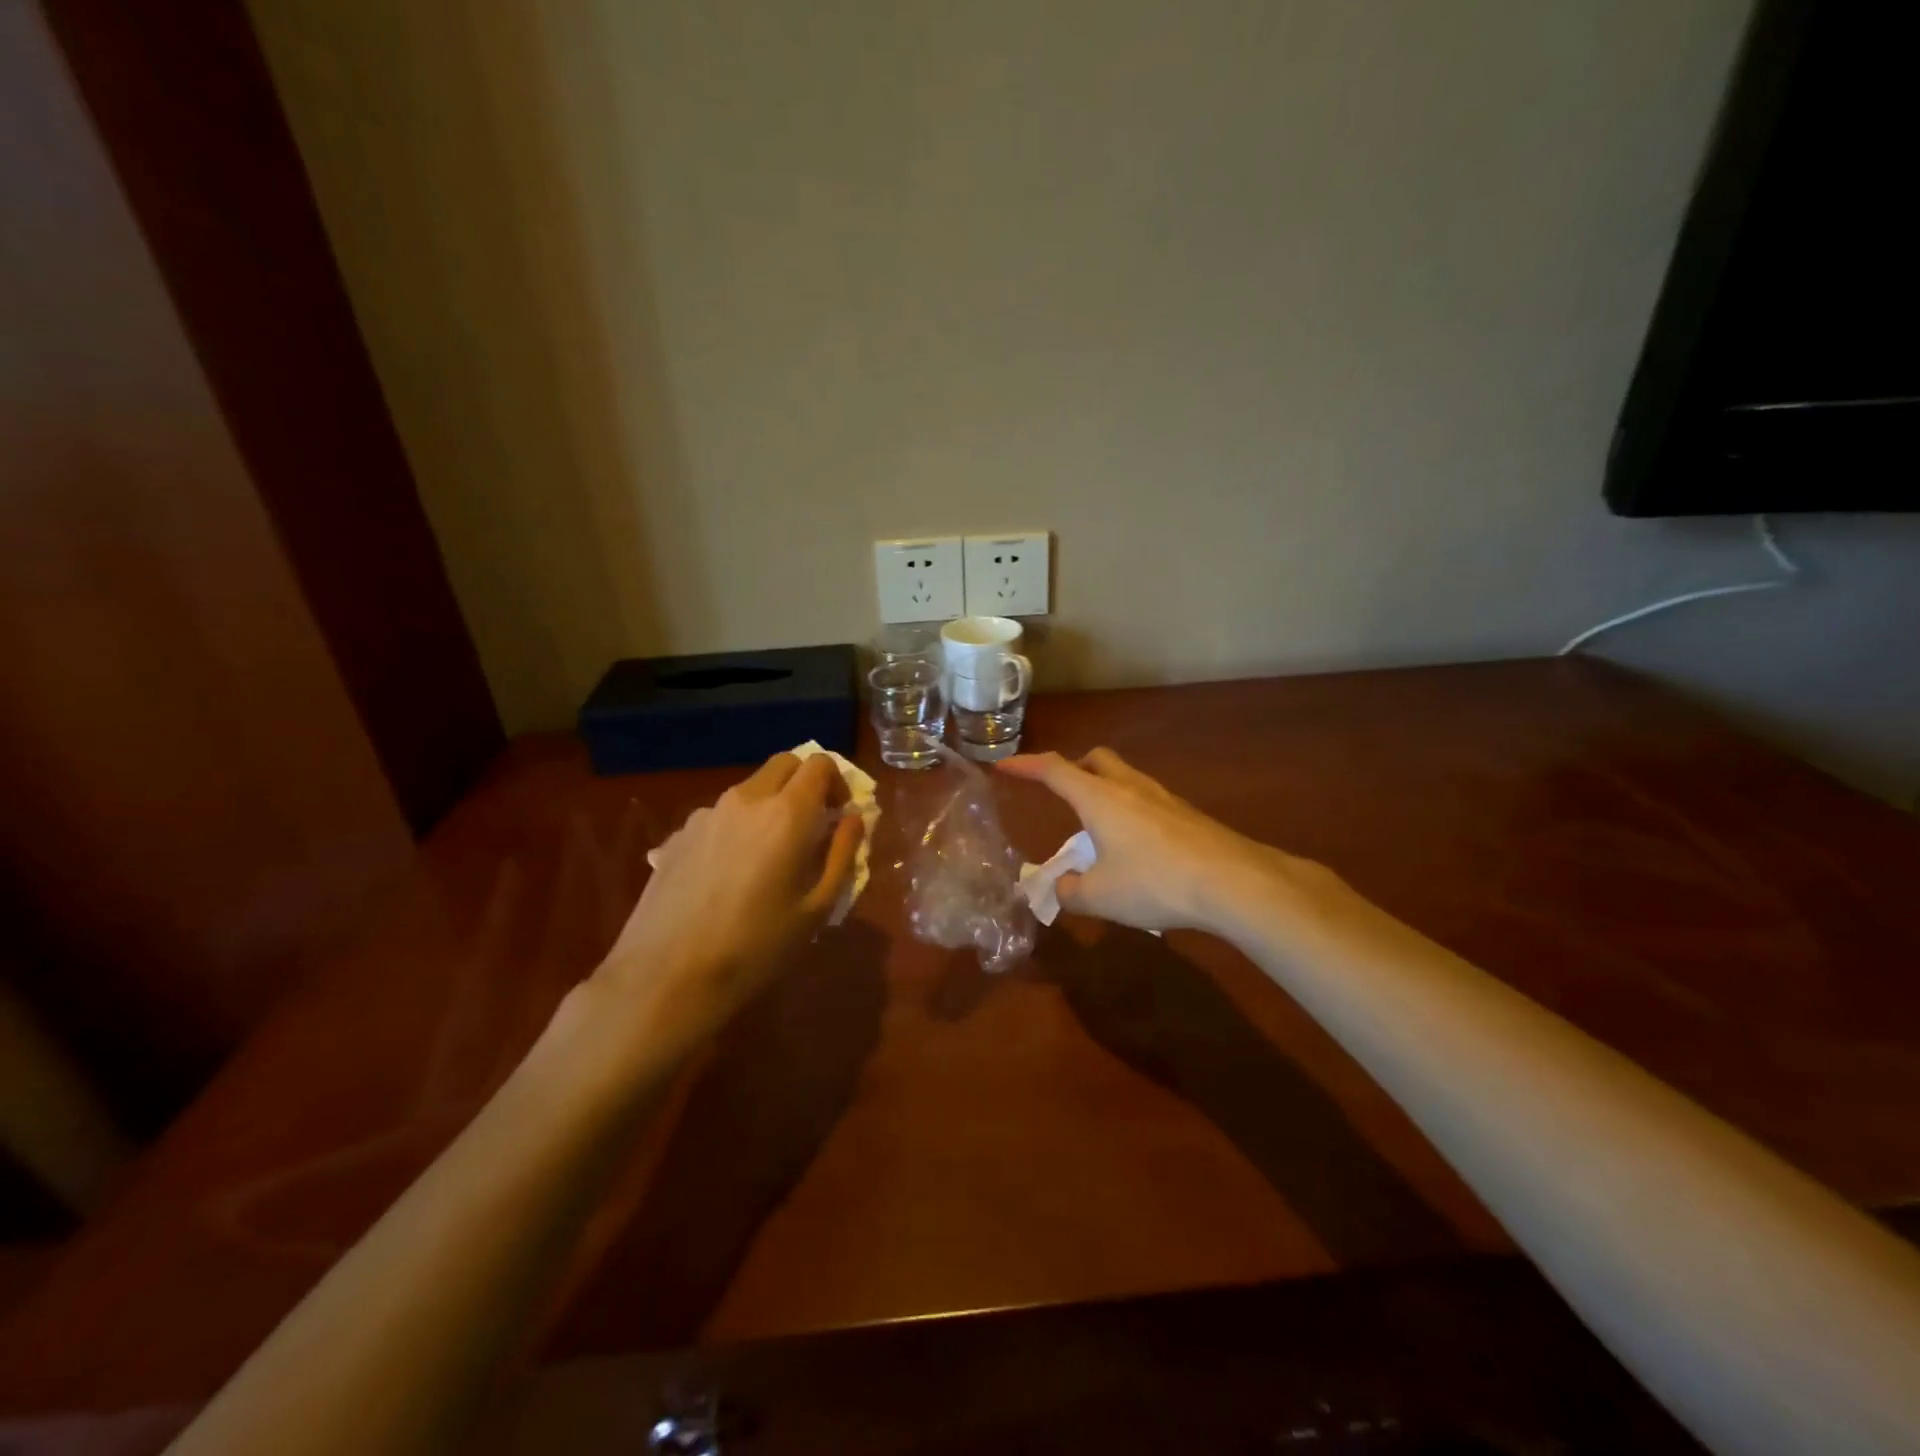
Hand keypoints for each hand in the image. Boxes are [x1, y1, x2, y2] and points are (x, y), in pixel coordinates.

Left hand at [589, 753, 862, 1061]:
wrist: (666, 976)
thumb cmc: (756, 946)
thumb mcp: (817, 908)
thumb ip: (841, 854)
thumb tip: (853, 820)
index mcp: (787, 813)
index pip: (820, 764)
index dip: (838, 782)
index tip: (840, 814)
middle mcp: (746, 800)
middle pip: (784, 763)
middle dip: (805, 781)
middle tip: (813, 823)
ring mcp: (707, 814)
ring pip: (750, 789)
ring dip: (771, 804)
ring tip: (770, 855)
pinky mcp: (678, 834)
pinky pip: (721, 814)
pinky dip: (739, 826)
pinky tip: (730, 873)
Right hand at [997, 748, 1343, 937]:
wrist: (1233, 882)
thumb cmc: (1155, 883)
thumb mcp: (1101, 897)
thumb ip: (1071, 892)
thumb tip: (1062, 887)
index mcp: (1099, 798)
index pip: (1053, 770)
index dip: (1025, 766)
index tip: (1003, 765)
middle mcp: (1130, 788)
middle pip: (1096, 760)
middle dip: (1073, 769)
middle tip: (1062, 793)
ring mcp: (1163, 798)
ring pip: (1125, 779)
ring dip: (1105, 792)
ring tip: (1098, 830)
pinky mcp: (1188, 816)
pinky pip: (1148, 802)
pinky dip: (1131, 813)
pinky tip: (1136, 848)